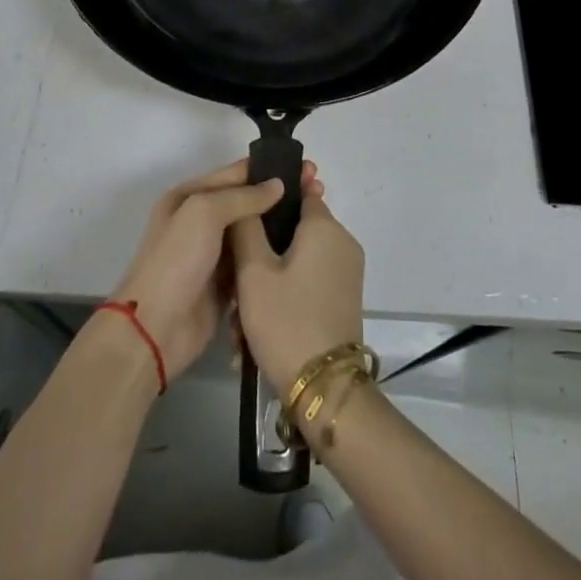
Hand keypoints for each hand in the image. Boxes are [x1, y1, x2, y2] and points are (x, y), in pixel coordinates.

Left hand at [109, 159, 316, 380]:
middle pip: (246, 202)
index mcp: (189, 196)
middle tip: (317, 192)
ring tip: (316, 219)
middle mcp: (201, 221)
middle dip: (278, 197)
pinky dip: (271, 256)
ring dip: (278, 226)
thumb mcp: (204, 213)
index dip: (269, 170)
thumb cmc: (176, 261)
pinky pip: (253, 262)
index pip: (236, 174)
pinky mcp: (225, 285)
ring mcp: (213, 254)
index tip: (306, 169)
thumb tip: (278, 185)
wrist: (155, 330)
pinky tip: (301, 251)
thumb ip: (243, 197)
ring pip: (252, 232)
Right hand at [228, 183, 364, 397]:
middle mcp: (342, 242)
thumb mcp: (254, 272)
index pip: (300, 190)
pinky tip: (255, 332)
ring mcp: (346, 272)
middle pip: (295, 230)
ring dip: (269, 281)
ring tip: (239, 320)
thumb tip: (250, 197)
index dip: (272, 195)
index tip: (245, 207)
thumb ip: (246, 226)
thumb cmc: (286, 320)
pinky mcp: (344, 298)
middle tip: (234, 280)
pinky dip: (284, 297)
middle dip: (262, 250)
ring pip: (298, 261)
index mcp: (325, 226)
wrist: (324, 389)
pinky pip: (308, 282)